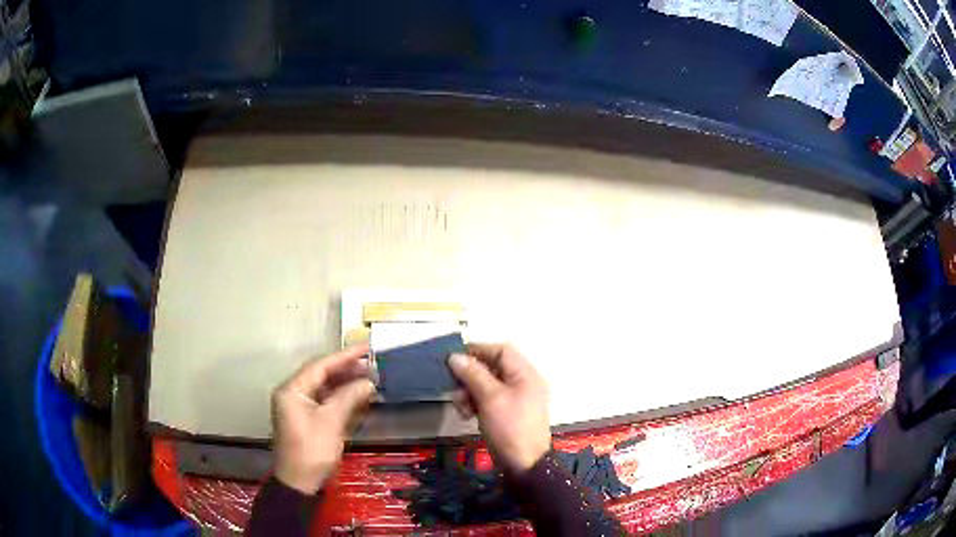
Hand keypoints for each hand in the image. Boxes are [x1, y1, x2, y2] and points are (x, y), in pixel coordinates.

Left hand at [271, 344, 375, 493]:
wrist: (299, 482)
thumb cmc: (312, 450)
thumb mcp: (331, 422)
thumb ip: (349, 397)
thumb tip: (369, 381)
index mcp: (292, 390)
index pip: (320, 366)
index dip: (344, 356)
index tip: (366, 348)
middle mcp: (293, 393)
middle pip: (321, 375)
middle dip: (346, 370)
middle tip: (372, 364)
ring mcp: (299, 407)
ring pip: (324, 388)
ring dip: (346, 384)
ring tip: (370, 378)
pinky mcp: (307, 419)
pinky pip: (325, 401)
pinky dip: (341, 398)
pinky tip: (359, 396)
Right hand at [448, 343, 550, 473]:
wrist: (524, 464)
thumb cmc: (510, 427)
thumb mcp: (490, 398)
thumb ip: (473, 374)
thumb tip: (454, 356)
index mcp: (525, 374)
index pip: (501, 351)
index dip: (477, 351)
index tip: (454, 359)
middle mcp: (523, 383)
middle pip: (491, 368)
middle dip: (470, 377)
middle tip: (456, 390)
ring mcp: (516, 400)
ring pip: (486, 385)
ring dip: (470, 392)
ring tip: (462, 408)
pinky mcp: (508, 414)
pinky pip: (489, 400)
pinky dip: (476, 404)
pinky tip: (468, 416)